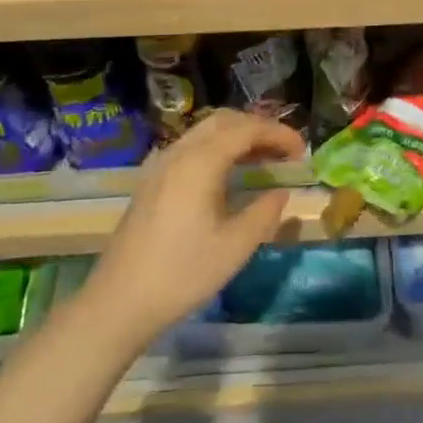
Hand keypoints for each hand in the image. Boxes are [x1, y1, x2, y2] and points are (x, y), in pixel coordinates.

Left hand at [82, 110, 303, 347]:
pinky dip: (217, 148)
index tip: (303, 150)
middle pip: (224, 121)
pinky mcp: (151, 180)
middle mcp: (179, 152)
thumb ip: (264, 213)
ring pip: (205, 132)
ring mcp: (160, 164)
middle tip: (284, 150)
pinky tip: (228, 174)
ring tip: (263, 160)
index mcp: (200, 161)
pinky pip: (191, 147)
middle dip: (258, 128)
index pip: (247, 130)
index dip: (278, 134)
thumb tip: (280, 192)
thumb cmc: (182, 273)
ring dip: (237, 137)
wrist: (118, 302)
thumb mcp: (235, 247)